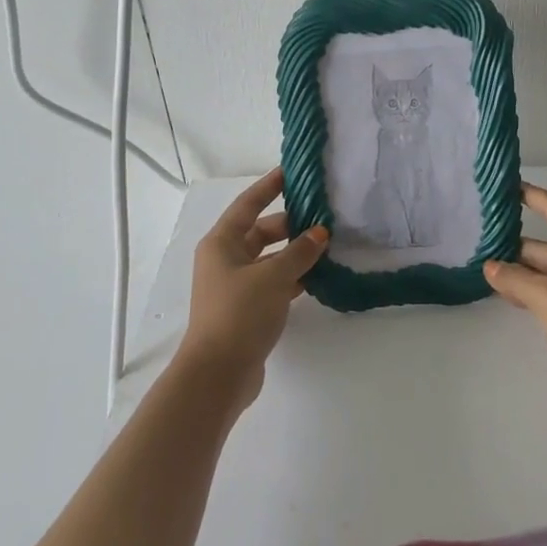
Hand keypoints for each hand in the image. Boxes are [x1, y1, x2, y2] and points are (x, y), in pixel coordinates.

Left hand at [177, 167, 327, 412]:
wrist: (218, 374)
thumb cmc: (239, 313)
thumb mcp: (274, 276)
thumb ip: (300, 252)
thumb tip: (320, 233)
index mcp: (222, 242)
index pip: (248, 204)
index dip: (269, 186)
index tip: (291, 171)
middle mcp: (225, 259)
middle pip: (261, 231)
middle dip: (291, 224)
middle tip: (323, 215)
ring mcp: (235, 285)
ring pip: (269, 258)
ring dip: (294, 253)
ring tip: (328, 245)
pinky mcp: (246, 309)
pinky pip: (273, 282)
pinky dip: (292, 277)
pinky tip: (318, 276)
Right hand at [484, 184, 546, 407]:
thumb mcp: (544, 295)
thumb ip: (514, 278)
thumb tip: (490, 267)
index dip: (533, 196)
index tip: (511, 187)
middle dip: (517, 248)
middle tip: (483, 245)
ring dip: (523, 274)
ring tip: (489, 274)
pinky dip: (534, 293)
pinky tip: (512, 298)